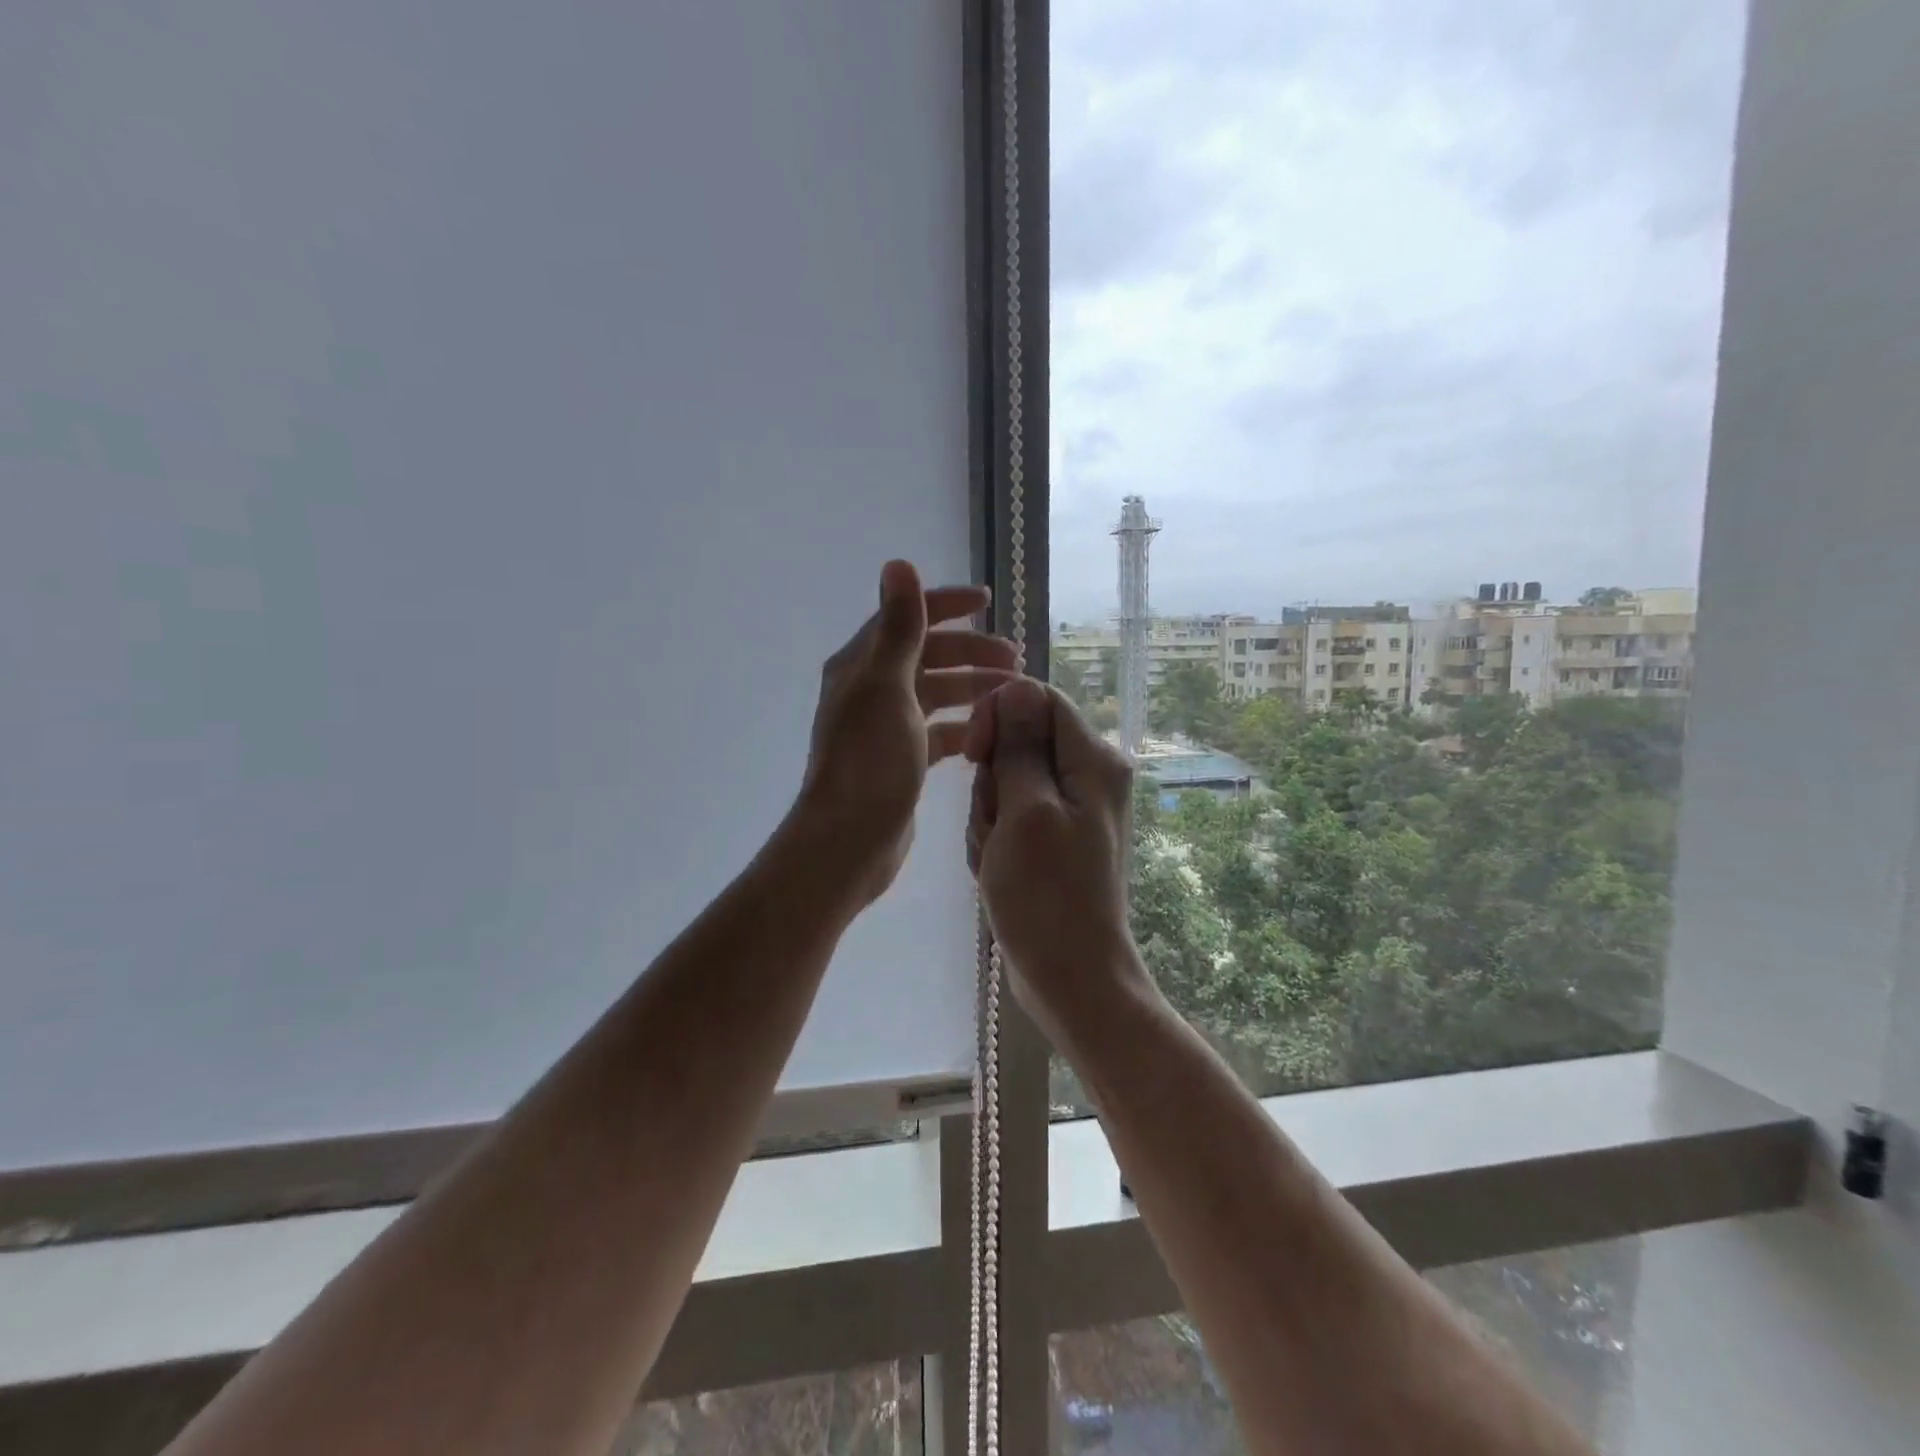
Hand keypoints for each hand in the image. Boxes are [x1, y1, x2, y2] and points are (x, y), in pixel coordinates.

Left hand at [794, 560, 1016, 907]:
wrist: (850, 839)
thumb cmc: (870, 761)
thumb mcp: (887, 686)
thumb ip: (899, 627)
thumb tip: (898, 563)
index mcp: (862, 666)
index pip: (908, 620)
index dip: (947, 605)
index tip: (989, 601)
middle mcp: (871, 691)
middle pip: (928, 657)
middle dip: (971, 652)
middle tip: (1016, 659)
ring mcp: (886, 728)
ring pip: (937, 694)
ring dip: (972, 688)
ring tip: (1013, 693)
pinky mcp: (902, 761)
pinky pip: (940, 732)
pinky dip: (965, 726)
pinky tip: (991, 731)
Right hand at [964, 678, 1139, 1035]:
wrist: (1072, 977)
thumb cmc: (1047, 896)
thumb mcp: (1026, 812)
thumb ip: (1021, 746)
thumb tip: (1018, 686)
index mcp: (1094, 760)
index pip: (1038, 698)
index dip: (999, 716)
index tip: (975, 755)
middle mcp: (1089, 776)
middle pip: (1020, 742)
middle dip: (993, 780)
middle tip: (996, 826)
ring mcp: (1072, 809)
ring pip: (1008, 781)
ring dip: (989, 816)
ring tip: (997, 857)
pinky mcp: (1055, 837)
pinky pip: (1012, 816)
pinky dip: (996, 838)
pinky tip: (998, 870)